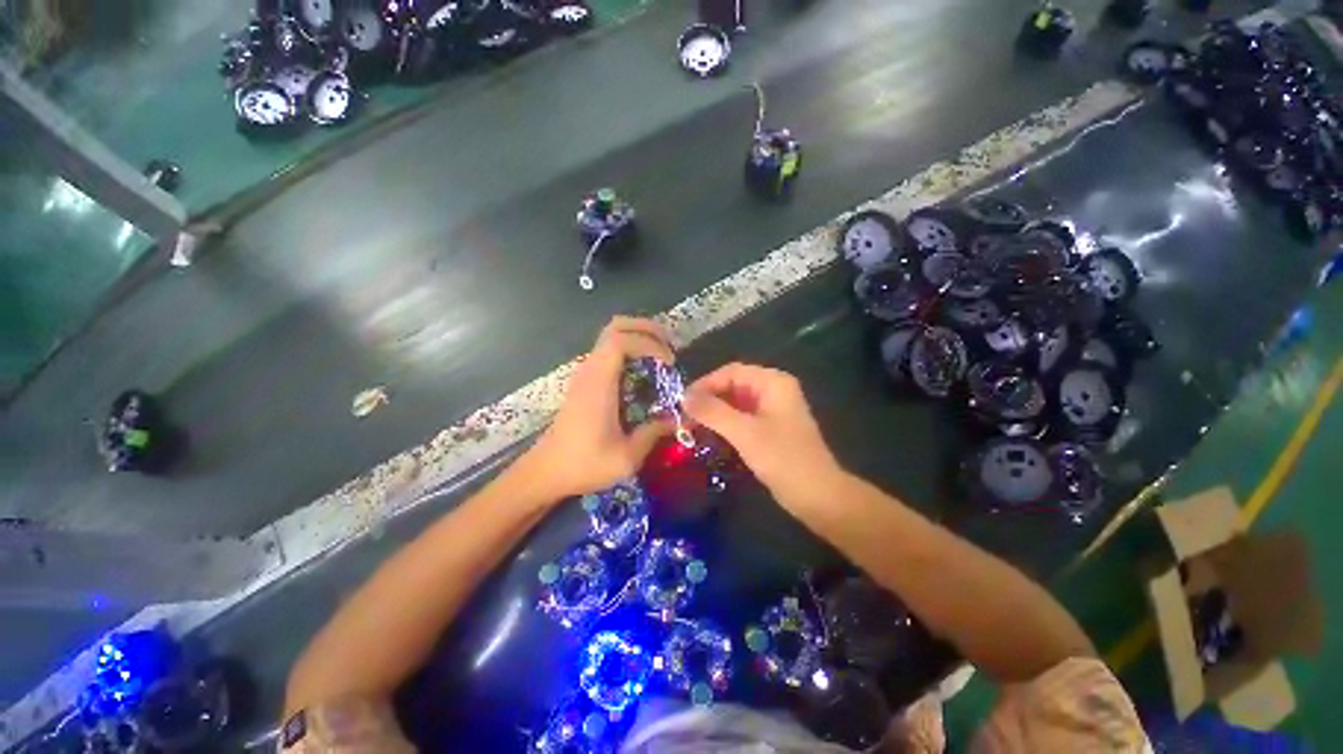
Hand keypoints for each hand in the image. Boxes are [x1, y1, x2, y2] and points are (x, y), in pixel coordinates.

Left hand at [527, 317, 675, 498]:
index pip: (621, 340)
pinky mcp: (585, 381)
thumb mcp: (627, 457)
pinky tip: (644, 372)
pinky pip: (609, 352)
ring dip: (638, 338)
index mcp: (599, 382)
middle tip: (669, 346)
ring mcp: (586, 373)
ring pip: (611, 336)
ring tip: (661, 357)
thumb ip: (654, 433)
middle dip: (646, 329)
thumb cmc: (584, 464)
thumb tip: (678, 419)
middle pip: (615, 327)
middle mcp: (590, 370)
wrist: (545, 472)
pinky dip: (630, 351)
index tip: (670, 363)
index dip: (649, 342)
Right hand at [684, 363, 844, 511]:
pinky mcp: (769, 428)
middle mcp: (773, 390)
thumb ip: (713, 411)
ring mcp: (772, 410)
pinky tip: (708, 435)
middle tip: (683, 416)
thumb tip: (684, 397)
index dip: (705, 383)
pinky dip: (724, 424)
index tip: (682, 402)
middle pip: (732, 385)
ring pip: (735, 403)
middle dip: (707, 399)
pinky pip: (741, 418)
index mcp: (773, 382)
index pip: (731, 372)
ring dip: (713, 412)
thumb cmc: (783, 458)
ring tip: (689, 426)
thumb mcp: (745, 432)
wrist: (818, 496)